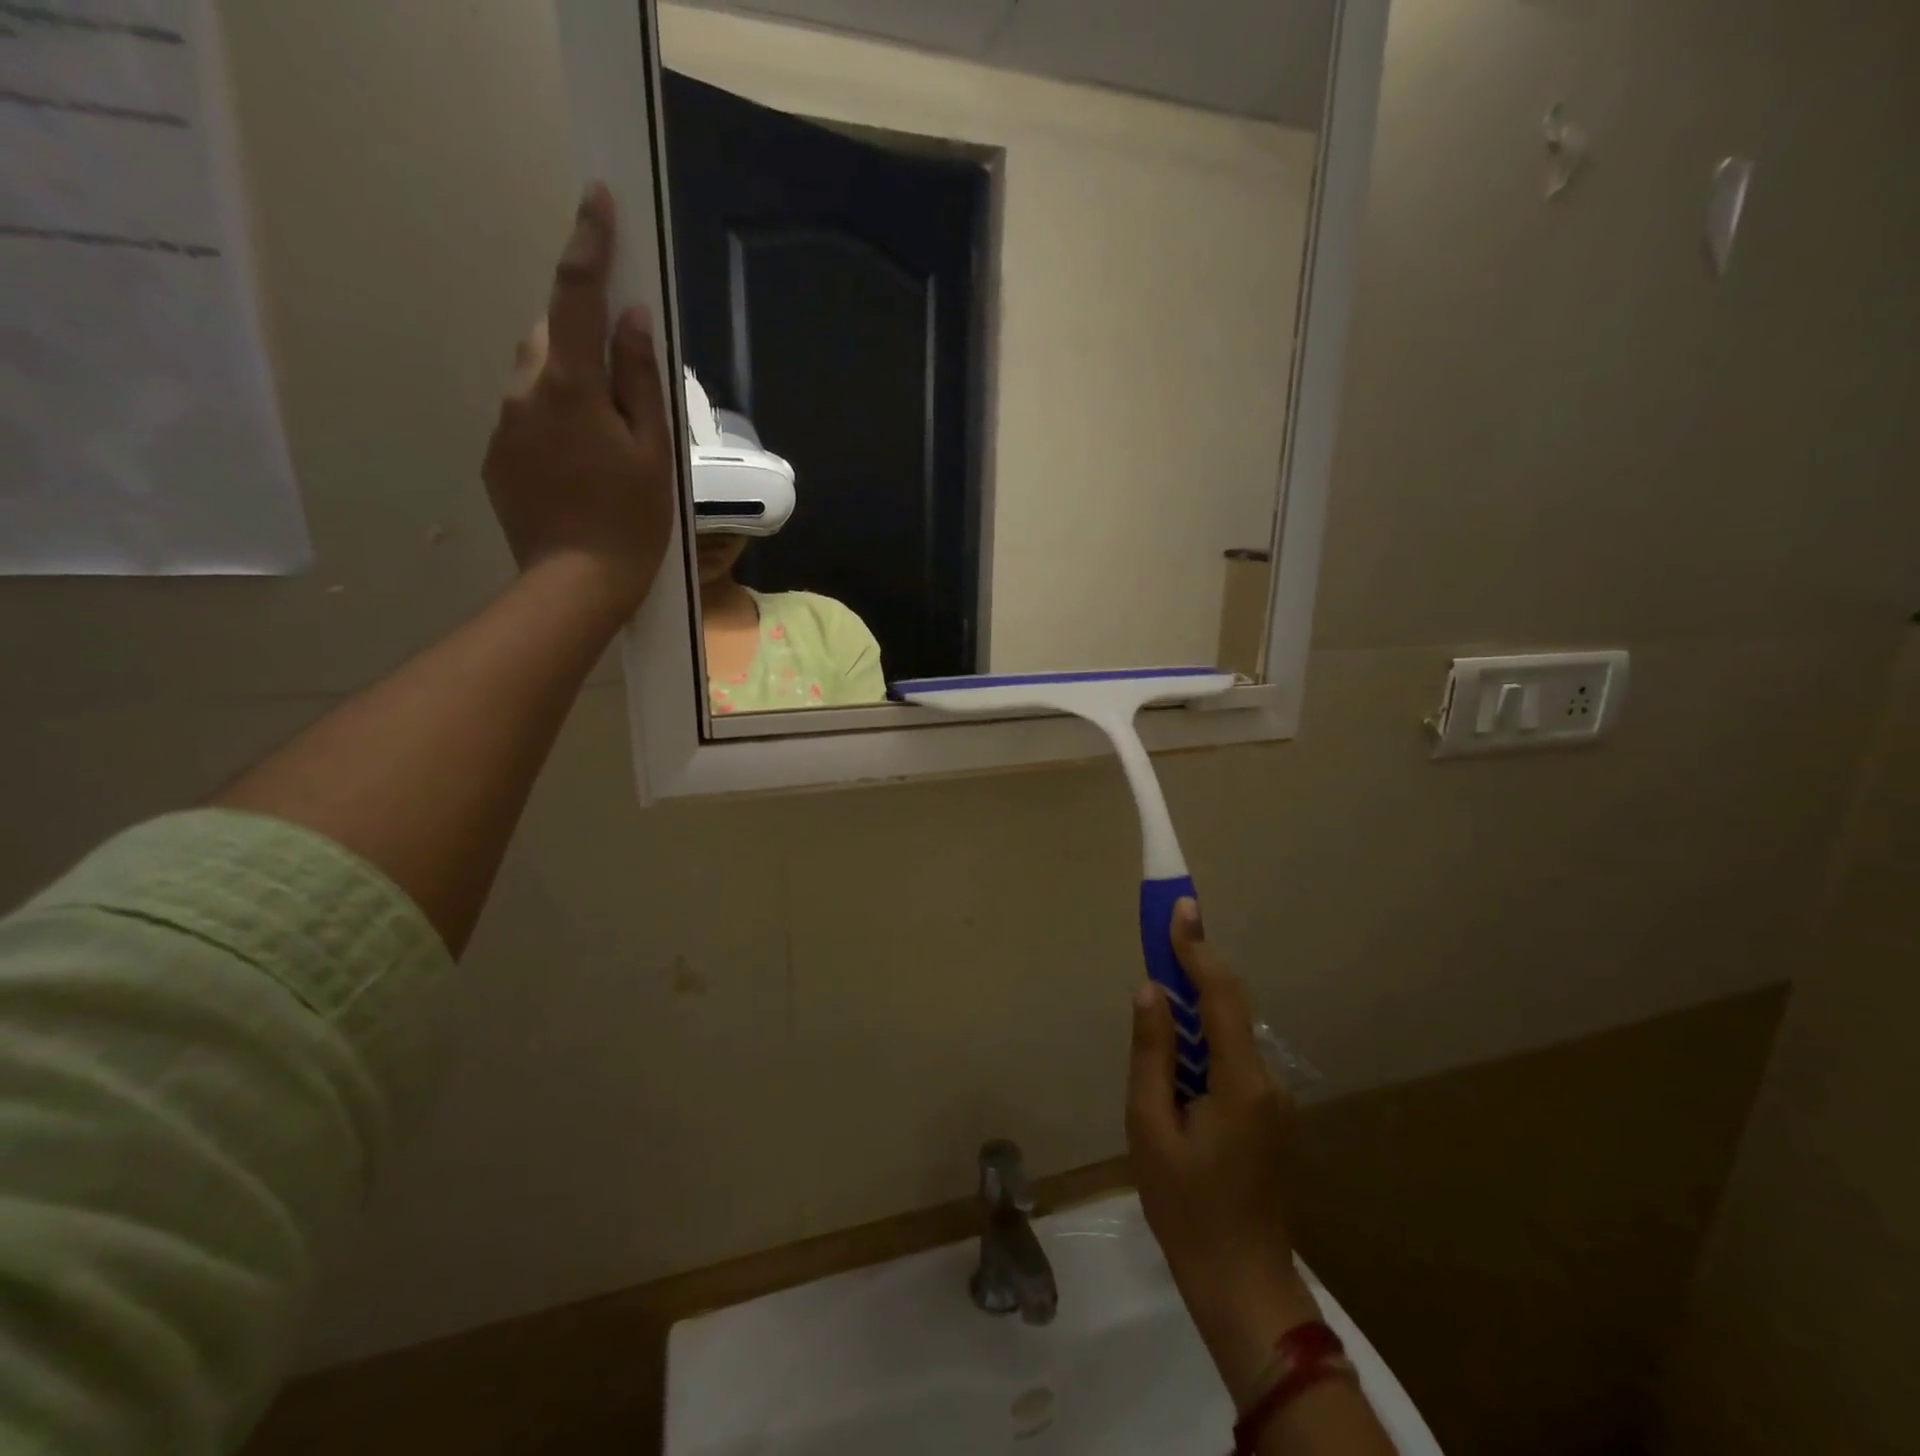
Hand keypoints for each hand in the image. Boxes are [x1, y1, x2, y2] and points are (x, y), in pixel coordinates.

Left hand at [482, 183, 675, 621]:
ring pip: (535, 376)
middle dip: (579, 334)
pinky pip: (525, 416)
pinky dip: (552, 420)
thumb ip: (640, 381)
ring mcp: (504, 426)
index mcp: (570, 387)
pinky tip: (579, 465)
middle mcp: (525, 392)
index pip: (575, 297)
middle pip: (547, 335)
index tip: (596, 200)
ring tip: (603, 433)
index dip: (588, 245)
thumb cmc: (631, 521)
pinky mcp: (497, 457)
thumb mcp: (653, 452)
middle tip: (619, 372)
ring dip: (567, 382)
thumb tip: (633, 320)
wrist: (576, 583)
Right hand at [1127, 900, 1320, 1408]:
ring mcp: (1276, 1099)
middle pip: (1229, 1007)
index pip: (1219, 996)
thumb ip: (1151, 1053)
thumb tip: (1149, 990)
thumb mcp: (1149, 1128)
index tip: (1180, 907)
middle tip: (1162, 935)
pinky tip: (1178, 1060)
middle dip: (1195, 967)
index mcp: (1240, 1082)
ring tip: (1159, 1001)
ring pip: (1231, 1033)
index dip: (1197, 948)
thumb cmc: (1186, 1207)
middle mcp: (1268, 1080)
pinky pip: (1234, 1059)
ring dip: (1197, 1007)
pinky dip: (1205, 1040)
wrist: (1242, 1282)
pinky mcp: (1271, 1115)